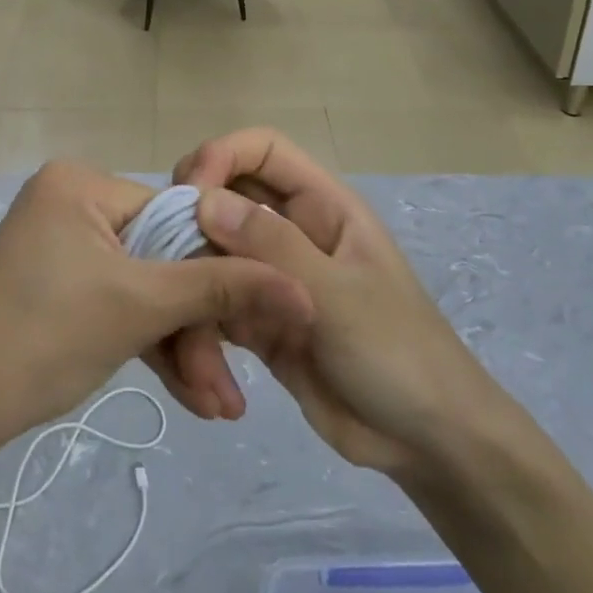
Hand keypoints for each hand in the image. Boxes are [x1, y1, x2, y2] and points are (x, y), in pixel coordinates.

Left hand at [0, 160, 313, 464]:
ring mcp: (61, 242)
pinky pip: (115, 301)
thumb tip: (302, 287)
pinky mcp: (55, 281)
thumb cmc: (43, 340)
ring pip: (142, 288)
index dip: (219, 273)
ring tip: (219, 408)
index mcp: (82, 181)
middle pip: (161, 259)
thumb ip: (222, 289)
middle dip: (198, 329)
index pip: (177, 216)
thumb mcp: (140, 309)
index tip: (258, 327)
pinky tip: (189, 393)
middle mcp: (71, 199)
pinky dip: (146, 343)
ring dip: (180, 346)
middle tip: (233, 392)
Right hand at [175, 129, 483, 477]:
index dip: (221, 155)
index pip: (263, 149)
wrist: (426, 443)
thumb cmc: (398, 353)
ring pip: (212, 252)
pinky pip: (215, 303)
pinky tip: (198, 366)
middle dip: (192, 218)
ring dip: (193, 282)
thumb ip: (272, 245)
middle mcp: (293, 231)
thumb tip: (203, 200)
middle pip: (226, 195)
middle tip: (166, 253)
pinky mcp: (259, 321)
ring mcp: (273, 276)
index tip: (188, 193)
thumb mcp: (338, 296)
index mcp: (322, 206)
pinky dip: (199, 327)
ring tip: (186, 331)